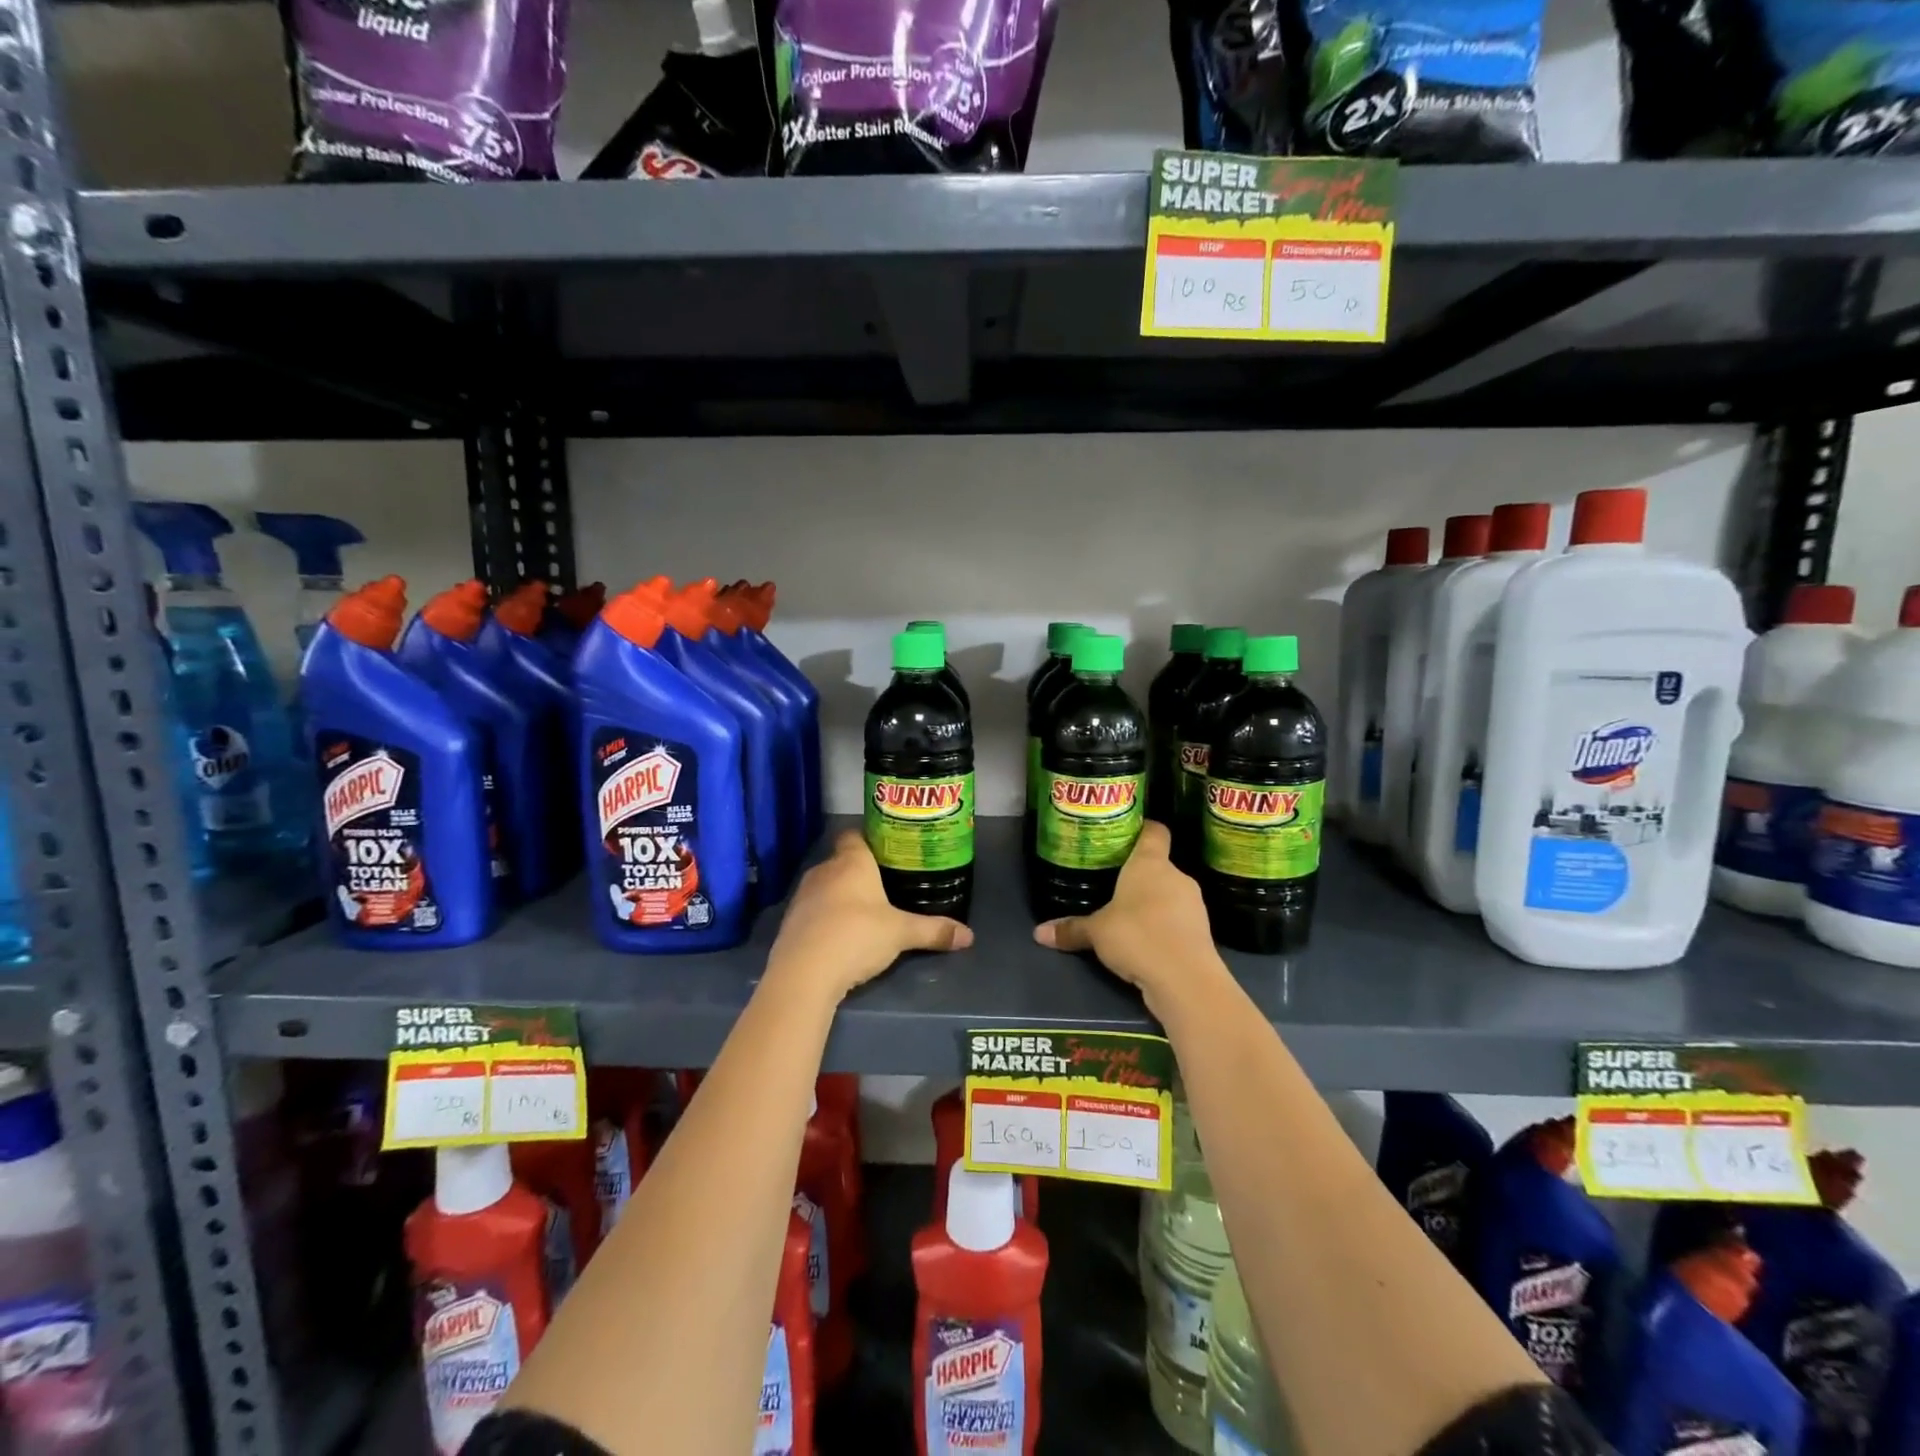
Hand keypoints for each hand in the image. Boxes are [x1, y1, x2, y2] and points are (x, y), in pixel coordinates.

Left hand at [767, 831, 973, 1000]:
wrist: (804, 973)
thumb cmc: (857, 936)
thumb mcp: (902, 934)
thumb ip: (934, 931)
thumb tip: (969, 935)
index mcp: (852, 861)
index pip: (855, 835)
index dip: (869, 839)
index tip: (887, 851)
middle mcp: (824, 870)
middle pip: (842, 861)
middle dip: (860, 872)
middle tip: (885, 886)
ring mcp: (803, 895)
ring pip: (826, 886)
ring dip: (841, 896)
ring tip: (865, 912)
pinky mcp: (790, 921)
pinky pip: (813, 910)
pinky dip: (825, 917)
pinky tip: (840, 935)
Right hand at [1033, 822, 1221, 1016]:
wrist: (1186, 980)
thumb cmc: (1137, 936)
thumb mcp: (1096, 932)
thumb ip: (1071, 929)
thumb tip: (1039, 932)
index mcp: (1150, 863)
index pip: (1154, 831)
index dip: (1142, 829)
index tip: (1125, 834)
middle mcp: (1176, 876)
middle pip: (1159, 865)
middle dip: (1138, 876)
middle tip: (1113, 884)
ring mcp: (1194, 904)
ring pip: (1170, 894)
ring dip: (1153, 903)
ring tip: (1127, 916)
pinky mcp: (1202, 932)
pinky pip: (1177, 920)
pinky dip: (1164, 926)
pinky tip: (1146, 941)